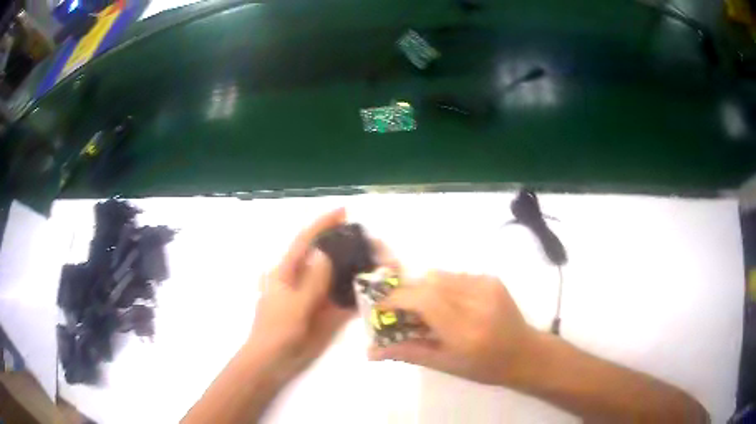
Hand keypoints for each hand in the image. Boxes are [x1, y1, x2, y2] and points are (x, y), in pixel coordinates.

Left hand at [245, 208, 354, 383]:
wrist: (273, 361)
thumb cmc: (277, 332)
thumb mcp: (294, 306)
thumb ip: (311, 281)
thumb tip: (324, 252)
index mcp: (286, 272)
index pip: (305, 241)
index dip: (322, 224)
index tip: (343, 211)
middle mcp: (300, 279)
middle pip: (322, 256)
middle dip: (343, 245)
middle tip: (368, 240)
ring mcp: (311, 295)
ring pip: (334, 276)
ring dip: (352, 268)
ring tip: (374, 261)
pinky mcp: (320, 311)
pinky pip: (339, 297)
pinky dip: (353, 291)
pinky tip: (369, 289)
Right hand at [369, 271, 538, 386]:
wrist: (525, 353)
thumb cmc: (484, 367)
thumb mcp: (445, 365)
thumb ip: (407, 353)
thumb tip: (369, 351)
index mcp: (466, 330)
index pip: (424, 300)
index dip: (396, 299)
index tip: (380, 308)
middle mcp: (477, 301)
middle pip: (428, 281)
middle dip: (406, 293)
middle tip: (400, 311)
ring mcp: (487, 286)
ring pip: (440, 275)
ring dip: (423, 289)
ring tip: (425, 310)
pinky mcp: (492, 278)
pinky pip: (455, 275)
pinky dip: (442, 286)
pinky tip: (448, 305)